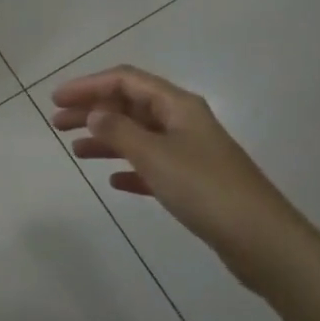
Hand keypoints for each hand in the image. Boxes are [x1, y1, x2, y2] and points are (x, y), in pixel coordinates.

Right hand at [50, 65, 310, 283]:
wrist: (262, 240)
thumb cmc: (205, 189)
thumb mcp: (155, 155)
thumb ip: (119, 131)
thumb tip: (94, 113)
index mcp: (177, 105)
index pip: (125, 80)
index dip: (88, 85)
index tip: (57, 99)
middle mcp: (183, 121)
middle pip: (130, 105)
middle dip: (93, 110)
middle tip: (57, 123)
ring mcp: (190, 152)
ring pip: (139, 135)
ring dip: (107, 138)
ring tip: (76, 150)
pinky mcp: (194, 182)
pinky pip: (152, 165)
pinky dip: (130, 168)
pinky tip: (114, 181)